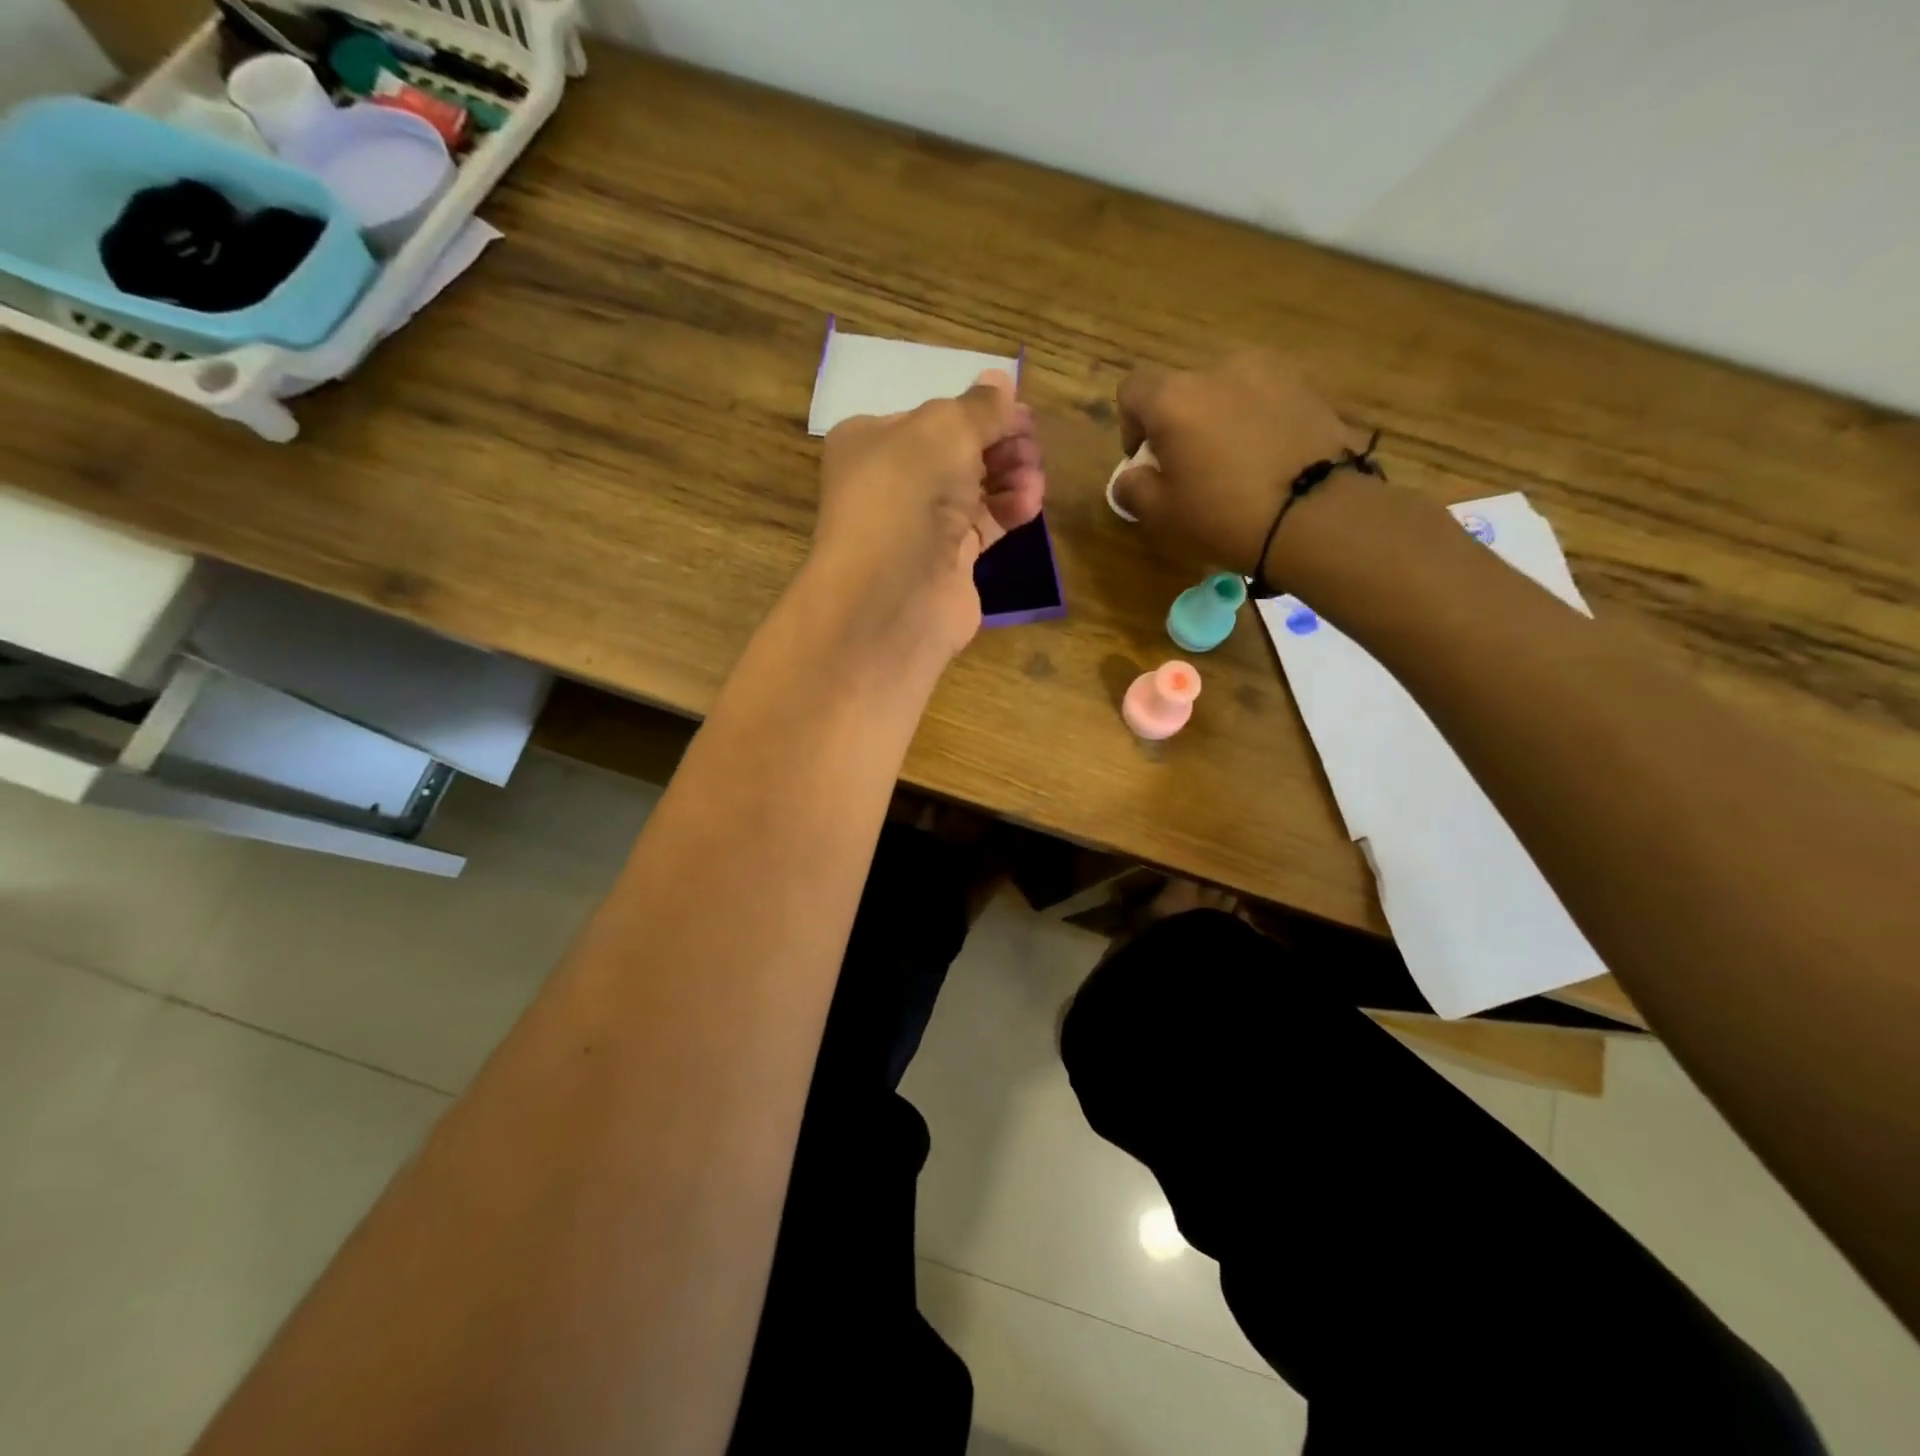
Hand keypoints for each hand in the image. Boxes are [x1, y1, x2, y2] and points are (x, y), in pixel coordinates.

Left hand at [811, 369, 1044, 659]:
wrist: (892, 595)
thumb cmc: (907, 493)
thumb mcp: (945, 429)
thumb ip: (979, 407)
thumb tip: (1000, 382)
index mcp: (871, 441)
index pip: (931, 417)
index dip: (977, 413)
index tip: (1021, 414)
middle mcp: (891, 483)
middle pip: (956, 454)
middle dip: (998, 444)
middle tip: (1032, 444)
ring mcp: (918, 527)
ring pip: (973, 491)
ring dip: (1009, 476)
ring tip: (1035, 474)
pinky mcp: (945, 564)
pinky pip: (982, 527)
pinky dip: (1007, 511)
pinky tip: (1031, 503)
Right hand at [1111, 351, 1367, 580]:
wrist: (1317, 515)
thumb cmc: (1223, 516)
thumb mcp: (1160, 516)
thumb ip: (1132, 488)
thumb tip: (1131, 476)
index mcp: (1174, 397)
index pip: (1133, 390)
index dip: (1130, 424)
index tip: (1146, 461)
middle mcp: (1219, 369)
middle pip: (1183, 389)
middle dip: (1179, 424)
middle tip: (1191, 470)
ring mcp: (1270, 372)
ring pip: (1227, 392)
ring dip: (1221, 419)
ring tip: (1235, 465)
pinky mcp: (1308, 388)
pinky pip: (1266, 401)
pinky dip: (1258, 423)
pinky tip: (1269, 462)